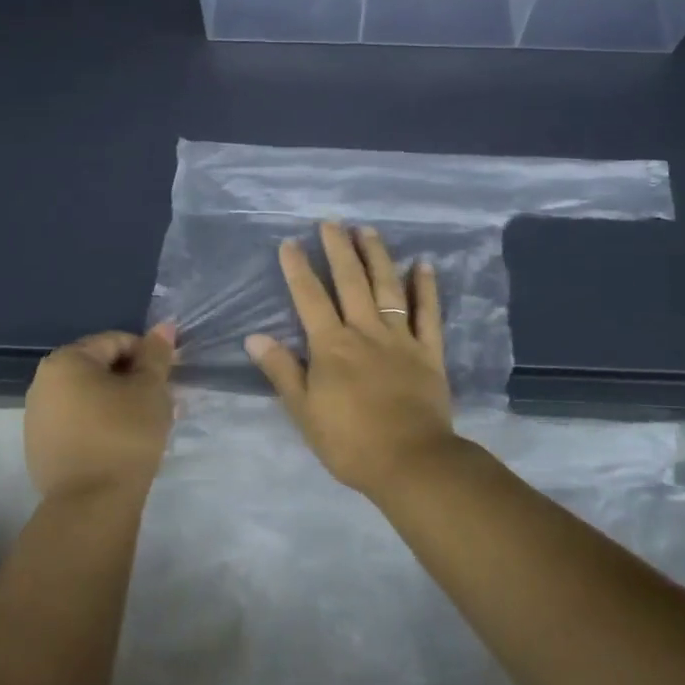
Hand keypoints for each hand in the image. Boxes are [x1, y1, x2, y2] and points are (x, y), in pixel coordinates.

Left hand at [24, 324, 176, 499]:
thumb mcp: (150, 389)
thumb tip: (163, 326)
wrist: (91, 505)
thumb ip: (156, 355)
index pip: (116, 342)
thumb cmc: (124, 435)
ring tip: (146, 425)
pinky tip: (122, 444)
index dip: (148, 356)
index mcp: (66, 361)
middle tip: (162, 402)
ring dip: (119, 402)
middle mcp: (43, 382)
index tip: (169, 378)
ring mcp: (37, 417)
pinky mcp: (40, 447)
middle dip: (133, 380)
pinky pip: (77, 422)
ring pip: (89, 397)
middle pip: (100, 368)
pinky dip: (101, 424)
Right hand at [244, 223, 457, 495]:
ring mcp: (401, 339)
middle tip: (332, 222)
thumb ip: (282, 371)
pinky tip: (424, 264)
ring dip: (378, 256)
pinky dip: (427, 288)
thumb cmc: (350, 442)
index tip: (290, 243)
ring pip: (388, 288)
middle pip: (351, 282)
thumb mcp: (304, 412)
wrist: (410, 462)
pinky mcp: (429, 352)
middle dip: (339, 250)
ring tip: (368, 230)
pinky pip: (429, 313)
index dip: (298, 269)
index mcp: (332, 346)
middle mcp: (366, 331)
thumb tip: (255, 337)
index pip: (310, 298)